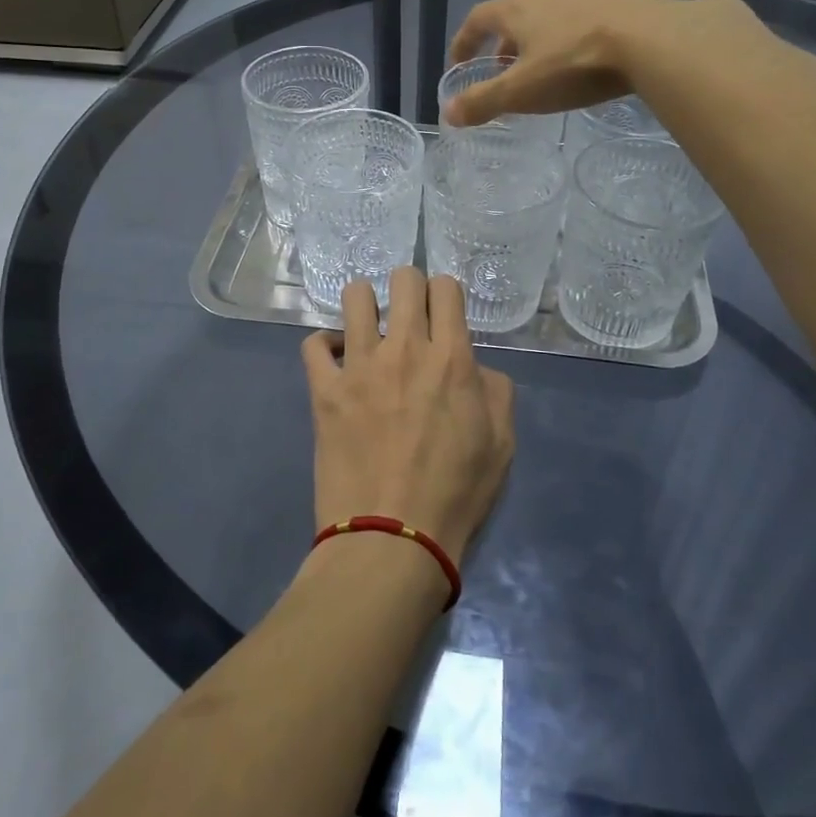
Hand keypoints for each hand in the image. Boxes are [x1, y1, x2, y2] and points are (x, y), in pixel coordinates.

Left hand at [302, 269, 515, 565]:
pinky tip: (336, 362)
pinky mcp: (324, 390)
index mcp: (451, 358)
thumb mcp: (502, 444)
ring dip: (365, 305)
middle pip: (403, 278)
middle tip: (409, 315)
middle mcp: (405, 348)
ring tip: (369, 329)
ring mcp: (359, 366)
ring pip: (355, 297)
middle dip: (409, 286)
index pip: (445, 287)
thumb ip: (495, 390)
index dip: (445, 293)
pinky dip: (325, 346)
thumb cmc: (455, 493)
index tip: (443, 313)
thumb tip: (473, 367)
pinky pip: (314, 344)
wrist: (392, 538)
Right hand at [439, 0, 649, 125]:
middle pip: (513, 16)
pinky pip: (579, 25)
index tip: (458, 64)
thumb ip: (483, 102)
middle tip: (499, 71)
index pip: (477, 19)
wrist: (651, 41)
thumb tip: (448, 113)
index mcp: (517, 10)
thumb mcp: (521, 91)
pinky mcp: (617, 9)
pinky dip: (566, 44)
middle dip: (500, 44)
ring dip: (534, 43)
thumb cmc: (574, 64)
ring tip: (538, 71)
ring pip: (548, 20)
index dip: (463, 42)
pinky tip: (580, 66)